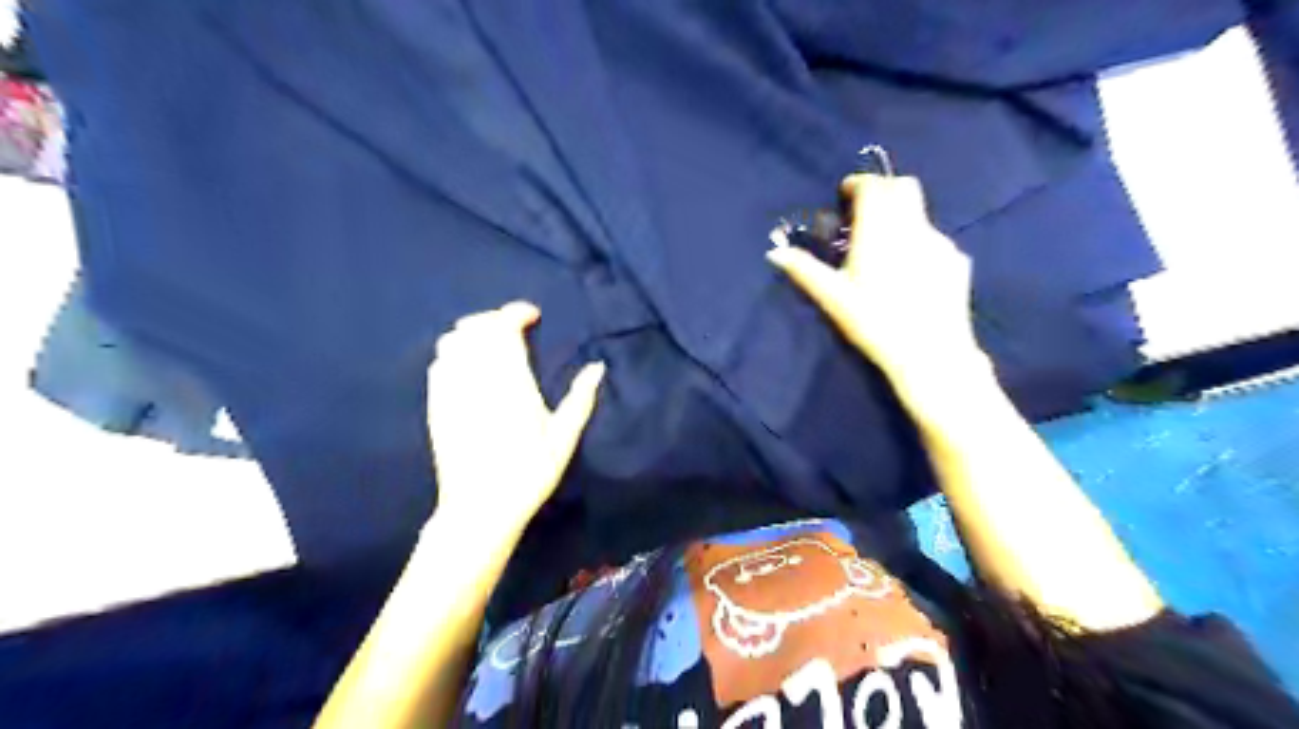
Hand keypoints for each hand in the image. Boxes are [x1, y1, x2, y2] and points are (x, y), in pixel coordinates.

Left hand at [430, 300, 606, 535]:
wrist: (480, 508)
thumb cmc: (529, 472)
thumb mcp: (564, 437)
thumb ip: (581, 398)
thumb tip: (597, 366)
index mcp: (510, 382)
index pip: (504, 329)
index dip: (516, 313)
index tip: (532, 315)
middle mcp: (476, 378)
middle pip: (475, 328)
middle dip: (494, 318)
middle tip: (514, 326)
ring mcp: (451, 391)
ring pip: (453, 342)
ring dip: (472, 332)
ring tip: (490, 342)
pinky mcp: (436, 406)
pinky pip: (438, 364)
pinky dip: (453, 352)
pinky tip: (467, 364)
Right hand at [770, 170, 997, 416]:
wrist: (929, 352)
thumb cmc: (874, 321)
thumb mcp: (832, 297)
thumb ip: (804, 269)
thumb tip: (774, 252)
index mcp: (880, 229)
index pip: (873, 186)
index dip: (857, 183)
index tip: (845, 195)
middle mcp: (913, 226)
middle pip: (903, 186)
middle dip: (882, 190)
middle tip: (864, 213)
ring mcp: (940, 242)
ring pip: (919, 213)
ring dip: (900, 217)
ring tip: (885, 248)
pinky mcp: (957, 261)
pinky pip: (934, 239)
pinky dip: (918, 242)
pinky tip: (910, 272)